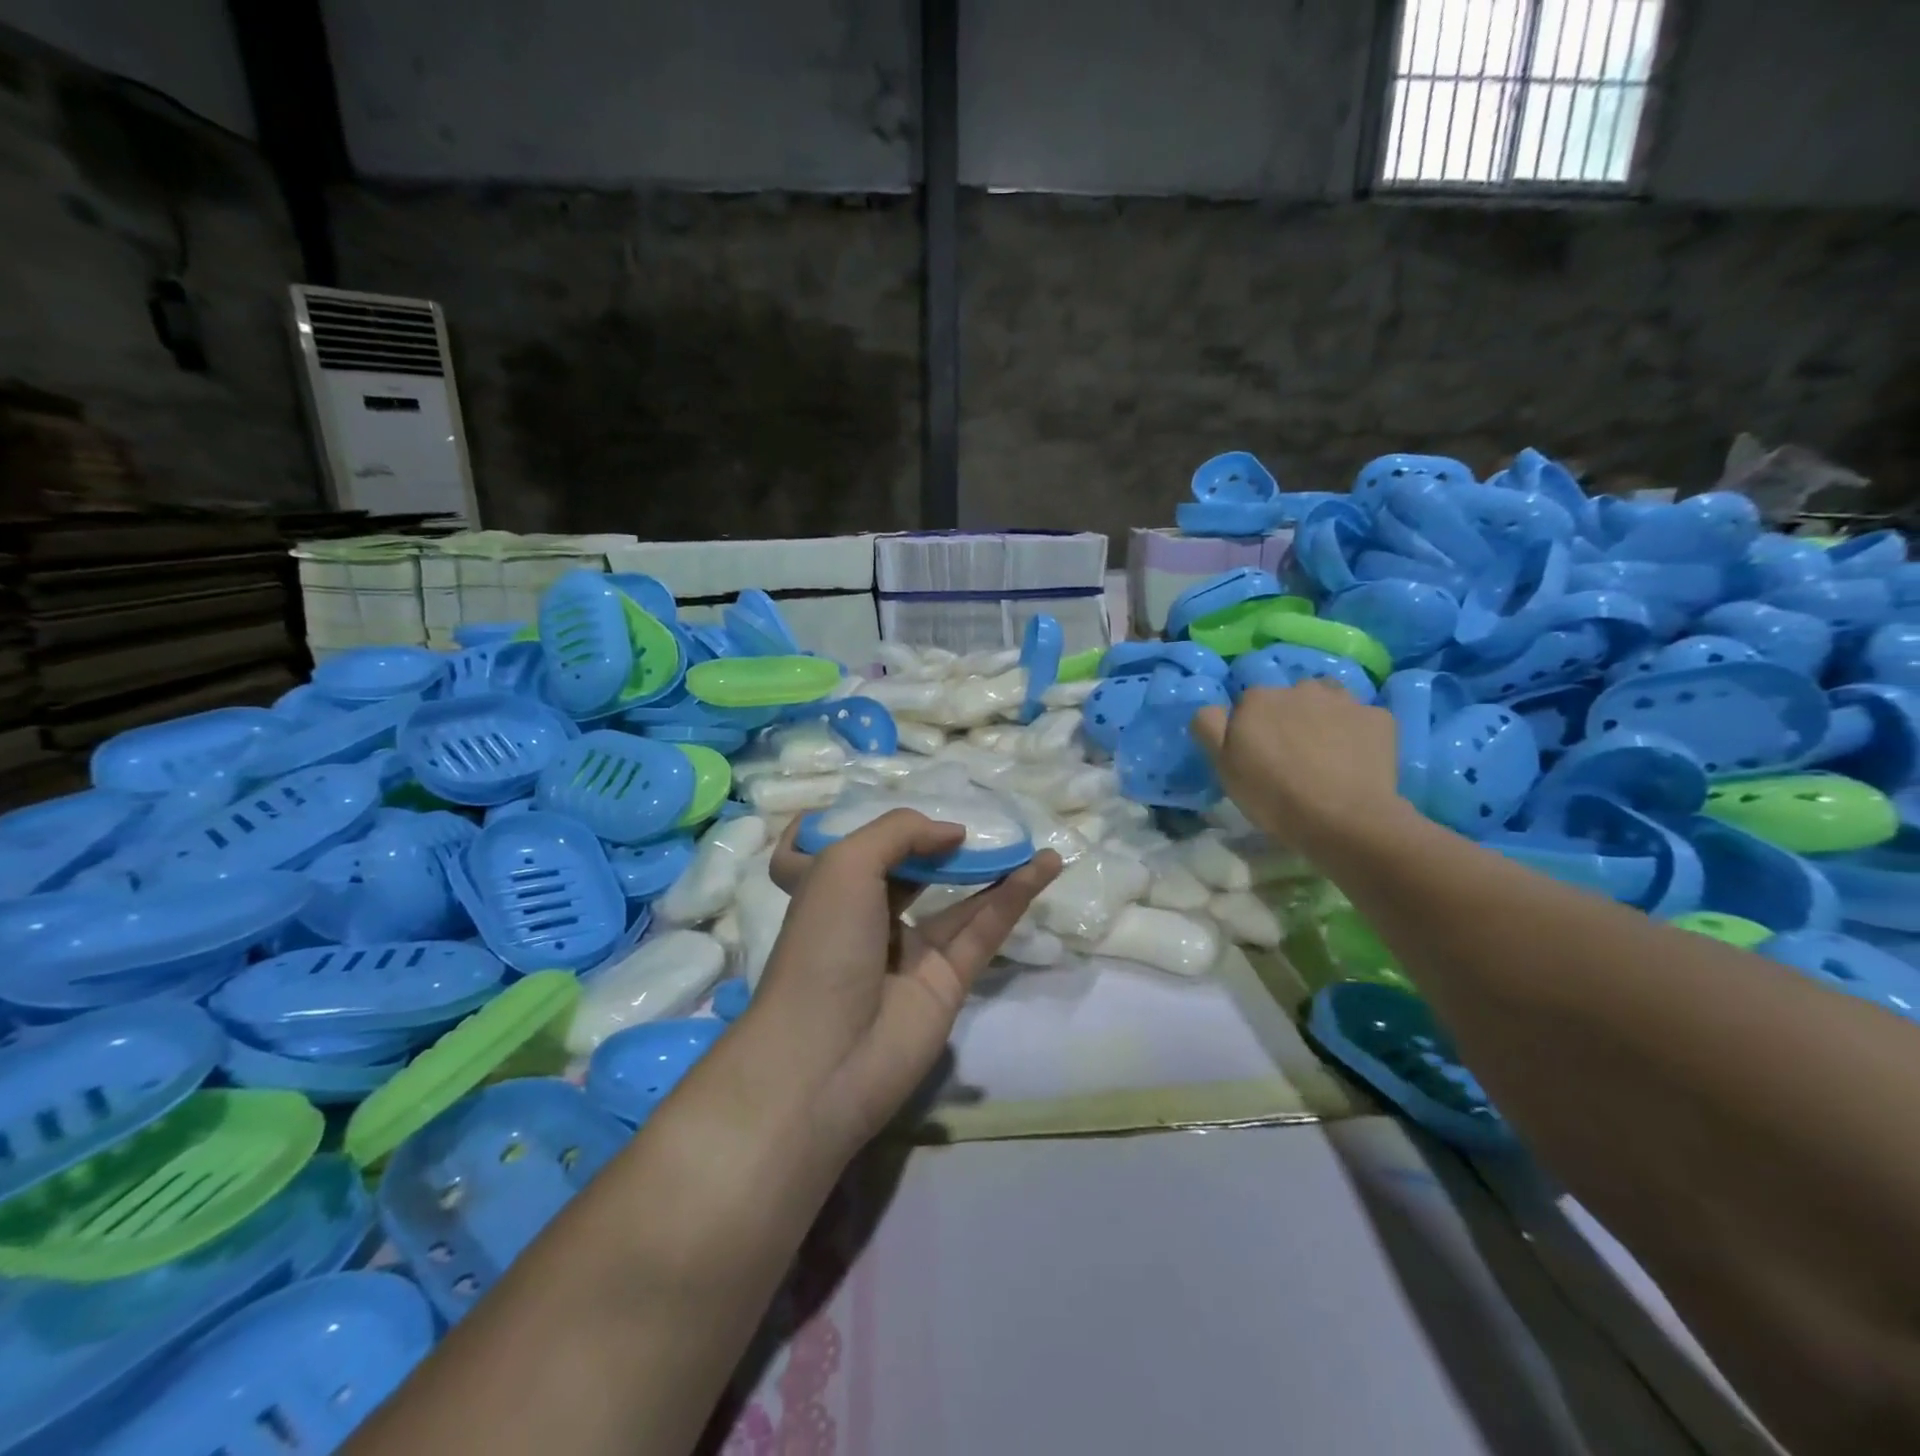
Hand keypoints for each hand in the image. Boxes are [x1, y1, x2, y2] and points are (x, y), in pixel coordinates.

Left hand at [754, 811, 1060, 1151]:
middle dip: (942, 845)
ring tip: (1027, 837)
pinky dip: (1014, 897)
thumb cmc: (823, 944)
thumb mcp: (844, 864)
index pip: (843, 851)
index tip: (902, 809)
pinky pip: (983, 930)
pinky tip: (1044, 867)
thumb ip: (901, 833)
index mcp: (829, 888)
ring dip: (992, 867)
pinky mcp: (947, 981)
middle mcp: (868, 916)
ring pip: (957, 899)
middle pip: (911, 871)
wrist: (825, 1056)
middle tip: (980, 818)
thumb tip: (953, 832)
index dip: (870, 827)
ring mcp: (909, 952)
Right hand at [1191, 681, 1408, 863]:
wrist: (1344, 819)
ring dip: (1322, 718)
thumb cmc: (1273, 795)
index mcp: (1257, 699)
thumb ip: (1209, 727)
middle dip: (1287, 718)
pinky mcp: (1379, 718)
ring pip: (1327, 701)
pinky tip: (1354, 760)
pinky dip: (1356, 733)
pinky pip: (1361, 719)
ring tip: (1324, 753)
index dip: (1251, 729)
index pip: (1247, 704)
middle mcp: (1300, 688)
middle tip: (1291, 757)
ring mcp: (1344, 700)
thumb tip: (1213, 708)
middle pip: (1288, 698)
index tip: (1256, 756)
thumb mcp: (1223, 766)